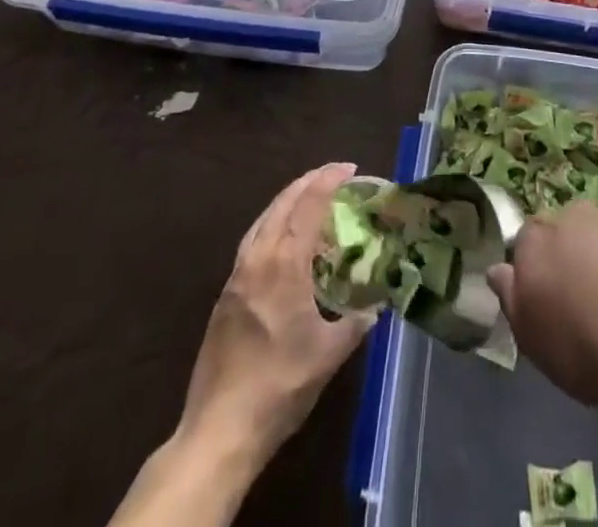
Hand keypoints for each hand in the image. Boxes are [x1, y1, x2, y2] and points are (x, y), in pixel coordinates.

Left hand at [177, 162, 376, 467]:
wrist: (220, 428)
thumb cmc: (280, 387)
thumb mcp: (329, 354)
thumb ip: (356, 323)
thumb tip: (376, 305)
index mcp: (284, 264)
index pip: (308, 205)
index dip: (329, 180)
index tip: (350, 168)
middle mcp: (258, 258)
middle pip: (282, 203)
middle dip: (308, 182)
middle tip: (333, 175)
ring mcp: (237, 275)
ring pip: (263, 219)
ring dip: (287, 200)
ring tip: (309, 197)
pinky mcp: (226, 294)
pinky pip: (252, 241)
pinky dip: (272, 225)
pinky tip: (283, 241)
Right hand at [487, 203, 597, 408]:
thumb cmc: (587, 348)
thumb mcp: (533, 338)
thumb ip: (511, 296)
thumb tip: (500, 269)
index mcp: (537, 236)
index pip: (524, 241)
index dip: (534, 270)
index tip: (545, 301)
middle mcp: (575, 214)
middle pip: (564, 232)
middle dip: (569, 257)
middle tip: (581, 302)